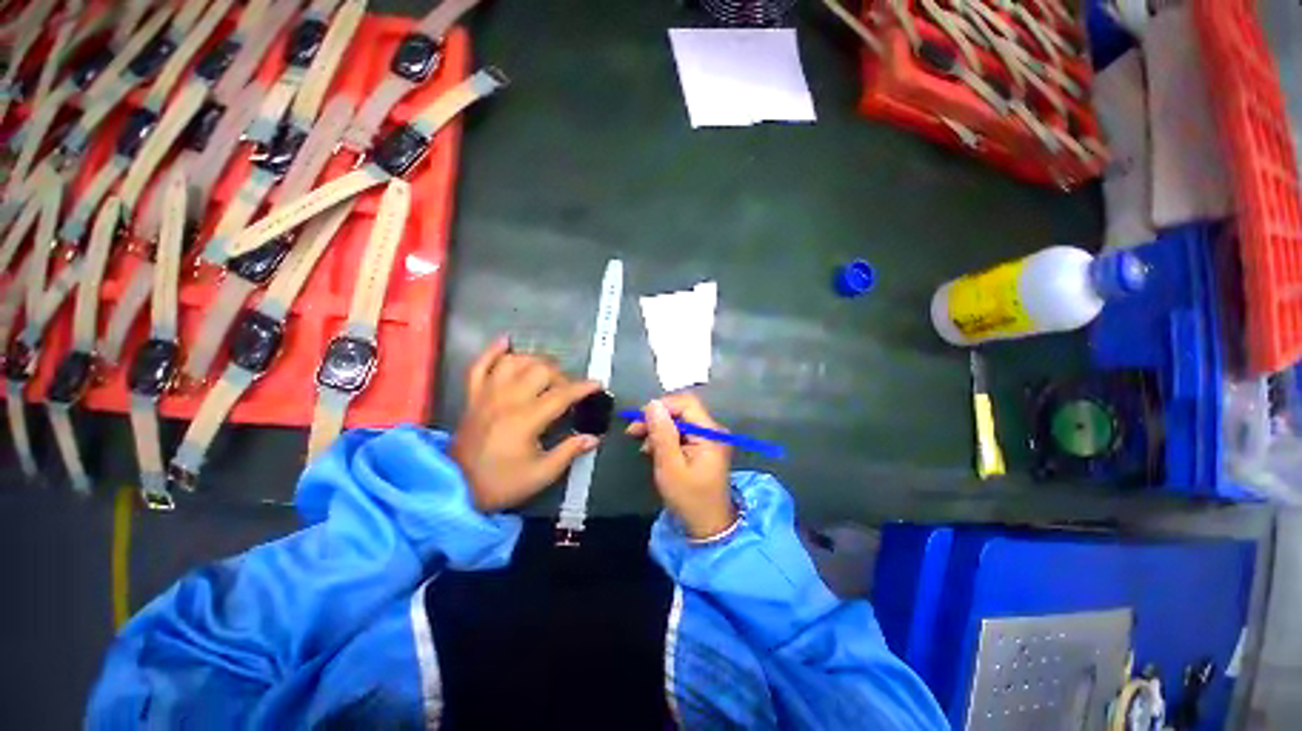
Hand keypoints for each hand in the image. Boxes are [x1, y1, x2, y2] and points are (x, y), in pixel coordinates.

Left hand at [450, 337, 601, 511]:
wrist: (453, 488)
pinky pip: (480, 365)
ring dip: (535, 362)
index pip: (562, 394)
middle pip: (540, 370)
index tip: (597, 385)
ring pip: (514, 362)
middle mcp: (507, 399)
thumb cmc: (500, 482)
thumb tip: (593, 438)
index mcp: (526, 419)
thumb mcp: (541, 473)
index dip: (583, 388)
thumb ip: (568, 452)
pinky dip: (493, 351)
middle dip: (561, 376)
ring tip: (546, 373)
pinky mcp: (473, 396)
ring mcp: (487, 394)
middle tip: (568, 391)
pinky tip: (506, 342)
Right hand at [627, 393, 734, 538]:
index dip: (661, 406)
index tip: (639, 420)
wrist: (708, 526)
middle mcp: (712, 430)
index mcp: (709, 432)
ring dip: (659, 430)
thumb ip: (662, 433)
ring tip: (644, 446)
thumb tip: (652, 404)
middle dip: (657, 419)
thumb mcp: (670, 466)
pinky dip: (667, 439)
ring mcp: (709, 439)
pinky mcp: (704, 447)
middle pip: (682, 411)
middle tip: (634, 432)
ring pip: (680, 422)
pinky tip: (654, 450)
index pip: (685, 403)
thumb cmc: (689, 498)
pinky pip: (682, 433)